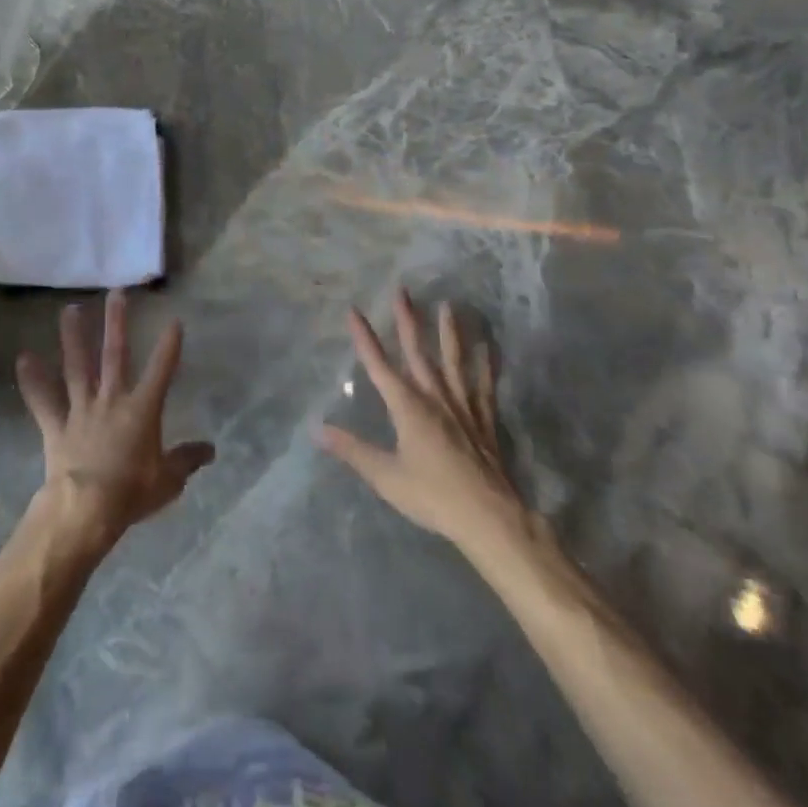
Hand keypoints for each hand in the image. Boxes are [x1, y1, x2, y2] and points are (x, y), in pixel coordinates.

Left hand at [16, 291, 214, 553]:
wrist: (86, 509)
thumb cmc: (132, 493)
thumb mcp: (168, 480)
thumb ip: (187, 460)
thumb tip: (210, 450)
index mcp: (142, 409)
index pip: (161, 370)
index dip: (169, 346)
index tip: (174, 320)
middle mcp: (111, 399)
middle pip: (115, 354)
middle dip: (117, 323)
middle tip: (117, 293)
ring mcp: (81, 409)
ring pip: (77, 366)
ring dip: (73, 337)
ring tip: (70, 309)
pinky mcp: (56, 425)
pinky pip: (43, 400)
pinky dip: (33, 381)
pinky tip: (23, 358)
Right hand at [317, 289, 527, 548]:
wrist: (489, 516)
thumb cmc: (432, 496)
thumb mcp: (385, 476)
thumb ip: (352, 450)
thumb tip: (317, 429)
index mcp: (407, 407)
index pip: (379, 365)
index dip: (365, 337)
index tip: (354, 311)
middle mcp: (434, 397)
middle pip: (418, 351)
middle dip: (407, 320)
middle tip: (402, 290)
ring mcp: (462, 405)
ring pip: (453, 360)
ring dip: (449, 332)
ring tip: (448, 306)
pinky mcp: (484, 419)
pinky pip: (484, 385)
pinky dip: (487, 365)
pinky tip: (489, 347)